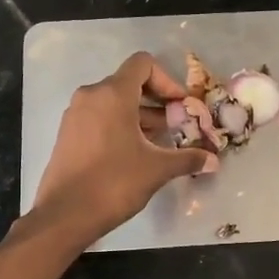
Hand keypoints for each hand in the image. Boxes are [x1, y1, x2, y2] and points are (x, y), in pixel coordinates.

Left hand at [31, 51, 213, 242]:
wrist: (65, 215)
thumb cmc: (114, 183)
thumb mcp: (157, 169)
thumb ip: (188, 159)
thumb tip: (214, 161)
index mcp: (113, 94)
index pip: (143, 64)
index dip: (167, 80)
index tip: (180, 107)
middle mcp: (91, 95)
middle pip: (129, 82)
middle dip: (157, 101)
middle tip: (176, 126)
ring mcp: (76, 114)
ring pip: (114, 102)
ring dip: (140, 115)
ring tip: (160, 142)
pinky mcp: (68, 133)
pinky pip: (100, 117)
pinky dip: (120, 126)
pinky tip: (135, 153)